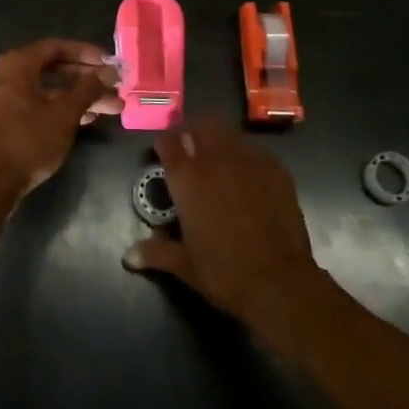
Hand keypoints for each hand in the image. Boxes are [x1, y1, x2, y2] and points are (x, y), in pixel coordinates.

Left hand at [0, 39, 121, 198]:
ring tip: (111, 108)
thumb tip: (110, 71)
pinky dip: (61, 109)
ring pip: (48, 90)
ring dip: (78, 97)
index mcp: (18, 64)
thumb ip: (88, 89)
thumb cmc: (28, 139)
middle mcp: (7, 75)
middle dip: (87, 79)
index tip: (109, 64)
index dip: (86, 53)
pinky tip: (86, 120)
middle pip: (54, 69)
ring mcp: (4, 99)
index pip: (57, 47)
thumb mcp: (64, 113)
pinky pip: (38, 105)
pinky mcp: (6, 121)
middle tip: (114, 88)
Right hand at [123, 116, 322, 325]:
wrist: (279, 283)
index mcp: (187, 178)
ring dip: (222, 141)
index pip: (168, 143)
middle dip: (195, 132)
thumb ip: (156, 252)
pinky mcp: (276, 169)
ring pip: (230, 133)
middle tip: (194, 150)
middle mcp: (214, 160)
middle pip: (201, 125)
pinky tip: (252, 179)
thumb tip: (128, 256)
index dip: (165, 144)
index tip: (165, 152)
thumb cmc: (224, 273)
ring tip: (223, 161)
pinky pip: (257, 152)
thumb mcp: (185, 265)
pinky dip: (249, 159)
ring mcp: (248, 160)